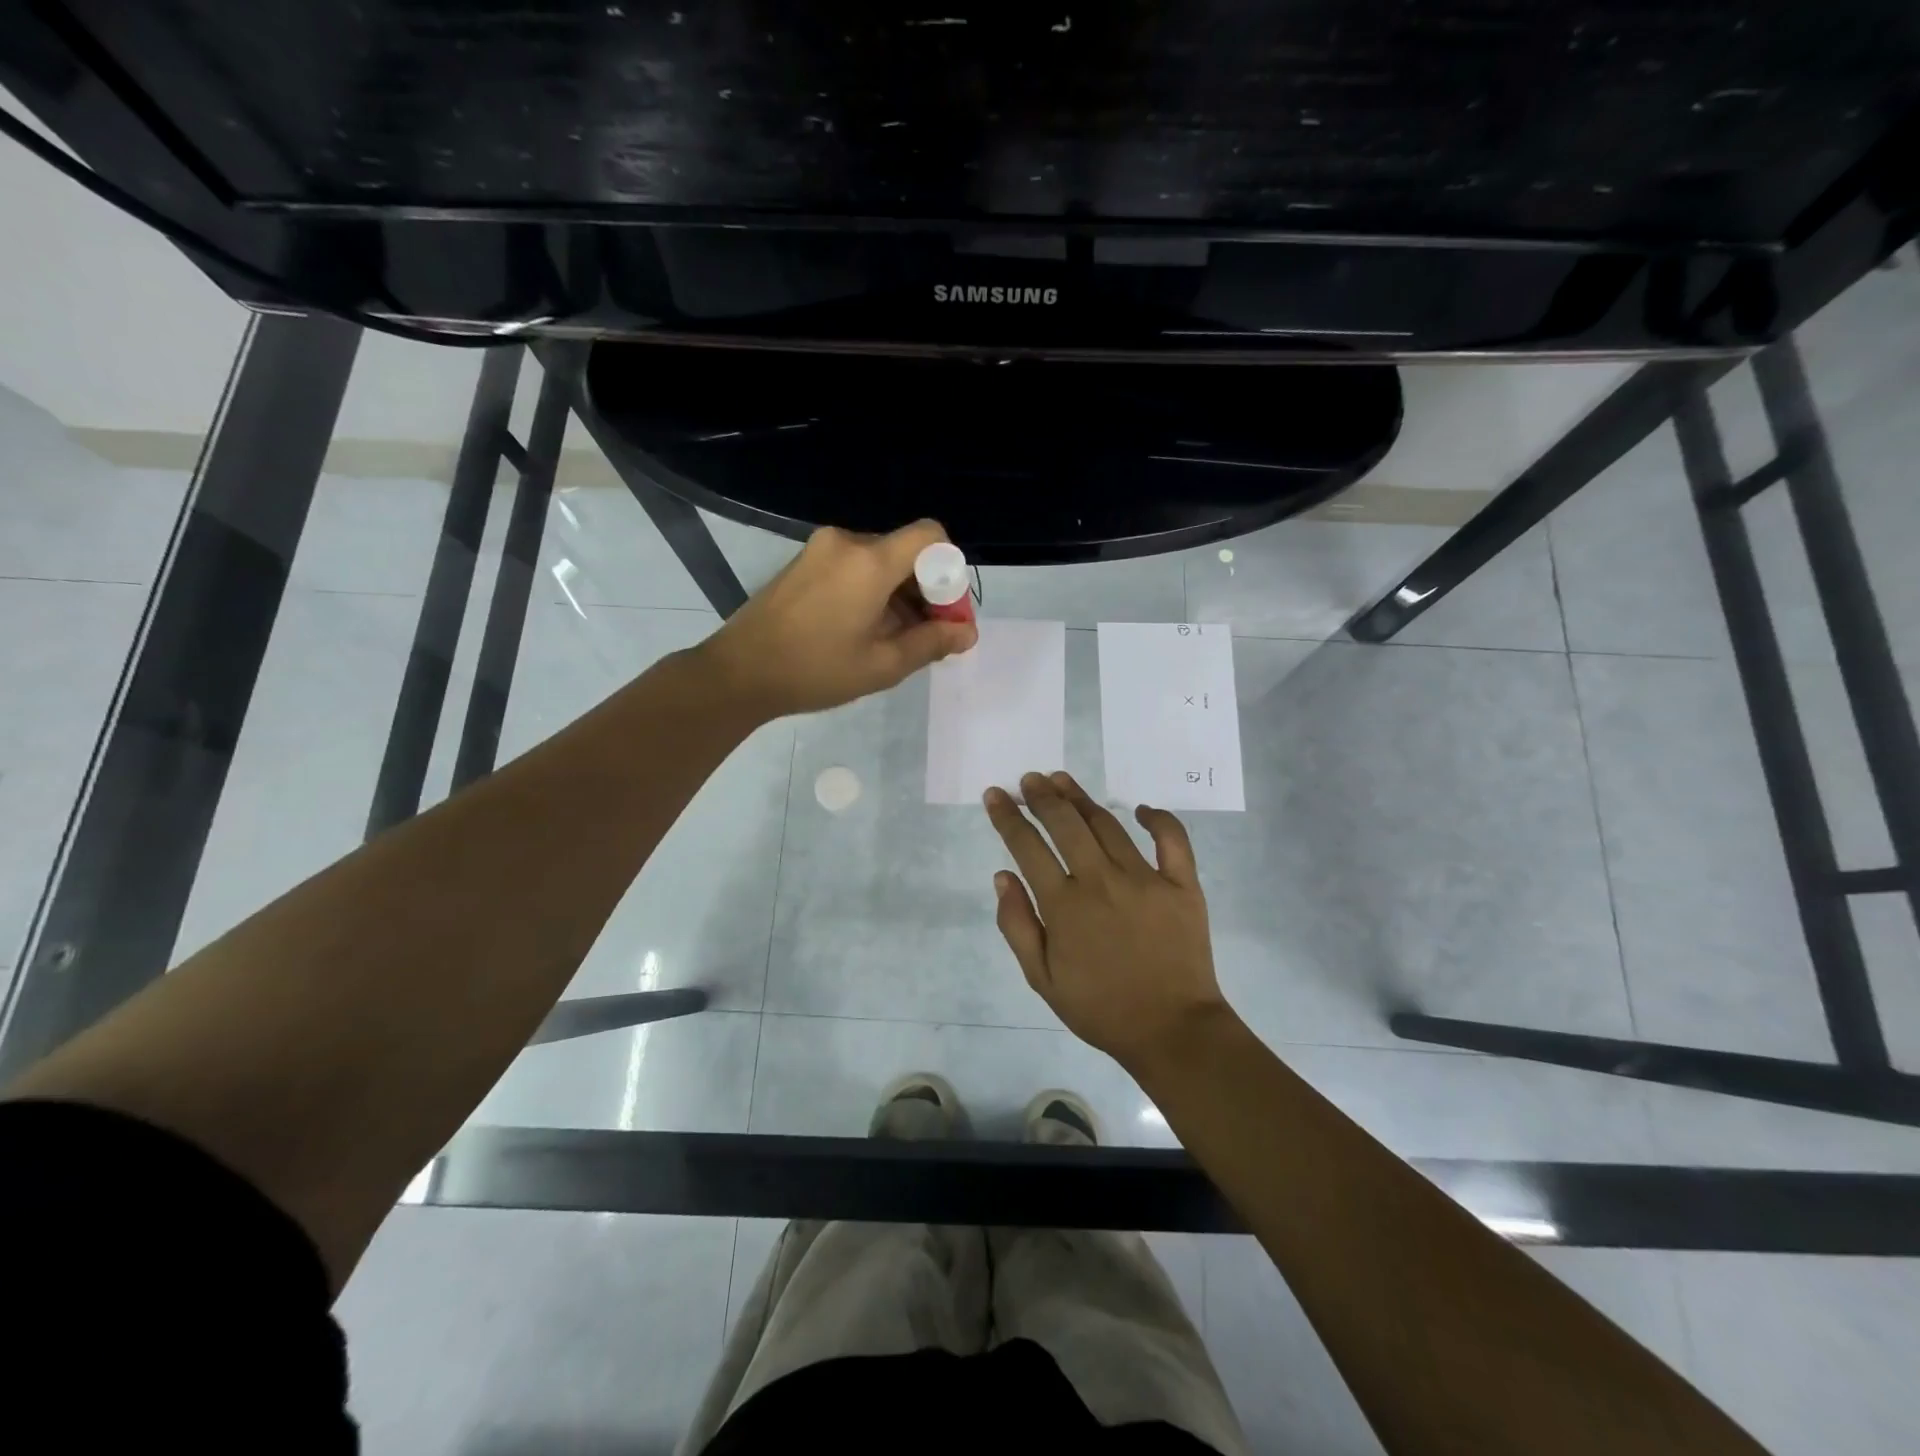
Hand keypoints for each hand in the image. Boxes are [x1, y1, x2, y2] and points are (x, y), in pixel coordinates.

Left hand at [704, 520, 977, 718]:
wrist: (739, 672)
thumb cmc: (815, 670)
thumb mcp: (882, 665)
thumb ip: (932, 643)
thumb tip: (967, 632)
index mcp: (870, 561)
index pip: (931, 536)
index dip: (949, 570)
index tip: (944, 611)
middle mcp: (847, 542)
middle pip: (906, 552)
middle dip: (926, 590)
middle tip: (927, 636)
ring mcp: (820, 549)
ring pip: (880, 561)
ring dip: (898, 594)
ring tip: (894, 641)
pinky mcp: (804, 562)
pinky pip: (853, 567)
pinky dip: (871, 591)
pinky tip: (864, 630)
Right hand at [984, 770, 1232, 1073]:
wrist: (1172, 1031)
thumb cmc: (1101, 1008)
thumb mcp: (1042, 979)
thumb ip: (1017, 925)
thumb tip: (1002, 875)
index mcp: (1064, 905)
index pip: (1027, 847)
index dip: (1008, 817)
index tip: (996, 794)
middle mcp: (1101, 881)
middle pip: (1065, 824)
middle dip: (1042, 797)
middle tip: (1030, 780)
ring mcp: (1145, 879)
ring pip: (1108, 825)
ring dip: (1081, 799)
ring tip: (1063, 781)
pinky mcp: (1182, 885)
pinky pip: (1172, 840)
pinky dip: (1158, 819)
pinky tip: (1141, 809)